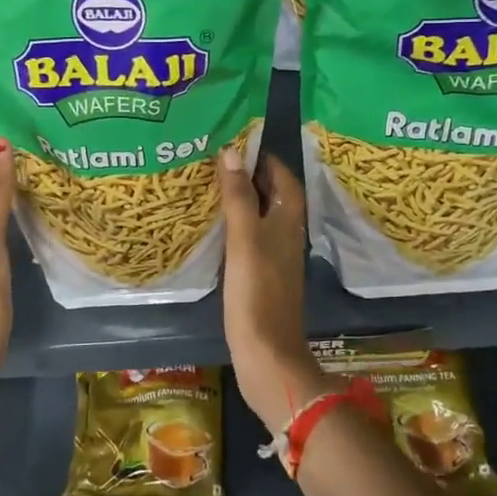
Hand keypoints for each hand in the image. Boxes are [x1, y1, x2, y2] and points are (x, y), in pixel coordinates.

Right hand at [219, 145, 324, 432]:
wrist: (267, 355)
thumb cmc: (257, 294)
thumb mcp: (245, 240)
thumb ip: (239, 197)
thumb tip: (231, 151)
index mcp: (288, 222)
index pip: (282, 176)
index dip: (263, 157)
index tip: (235, 140)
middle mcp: (286, 234)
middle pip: (272, 194)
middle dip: (248, 174)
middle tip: (214, 158)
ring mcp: (274, 256)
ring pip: (260, 216)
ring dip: (240, 198)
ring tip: (207, 184)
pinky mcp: (261, 275)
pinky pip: (249, 237)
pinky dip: (234, 224)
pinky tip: (212, 226)